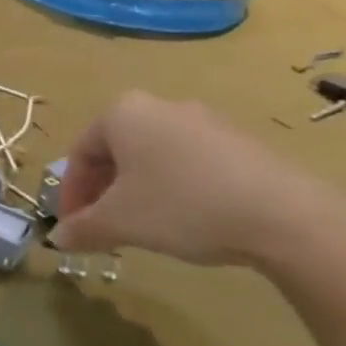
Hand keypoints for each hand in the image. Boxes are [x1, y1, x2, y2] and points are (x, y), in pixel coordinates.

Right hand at [52, 91, 345, 269]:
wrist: (288, 216)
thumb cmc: (183, 206)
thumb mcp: (121, 222)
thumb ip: (83, 228)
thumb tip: (57, 239)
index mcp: (122, 112)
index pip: (80, 154)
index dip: (71, 195)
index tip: (73, 228)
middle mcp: (159, 106)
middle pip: (115, 152)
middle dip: (104, 192)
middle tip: (105, 228)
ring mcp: (205, 121)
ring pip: (152, 157)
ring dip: (138, 191)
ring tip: (145, 228)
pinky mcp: (240, 142)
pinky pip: (190, 163)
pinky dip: (176, 188)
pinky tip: (188, 220)